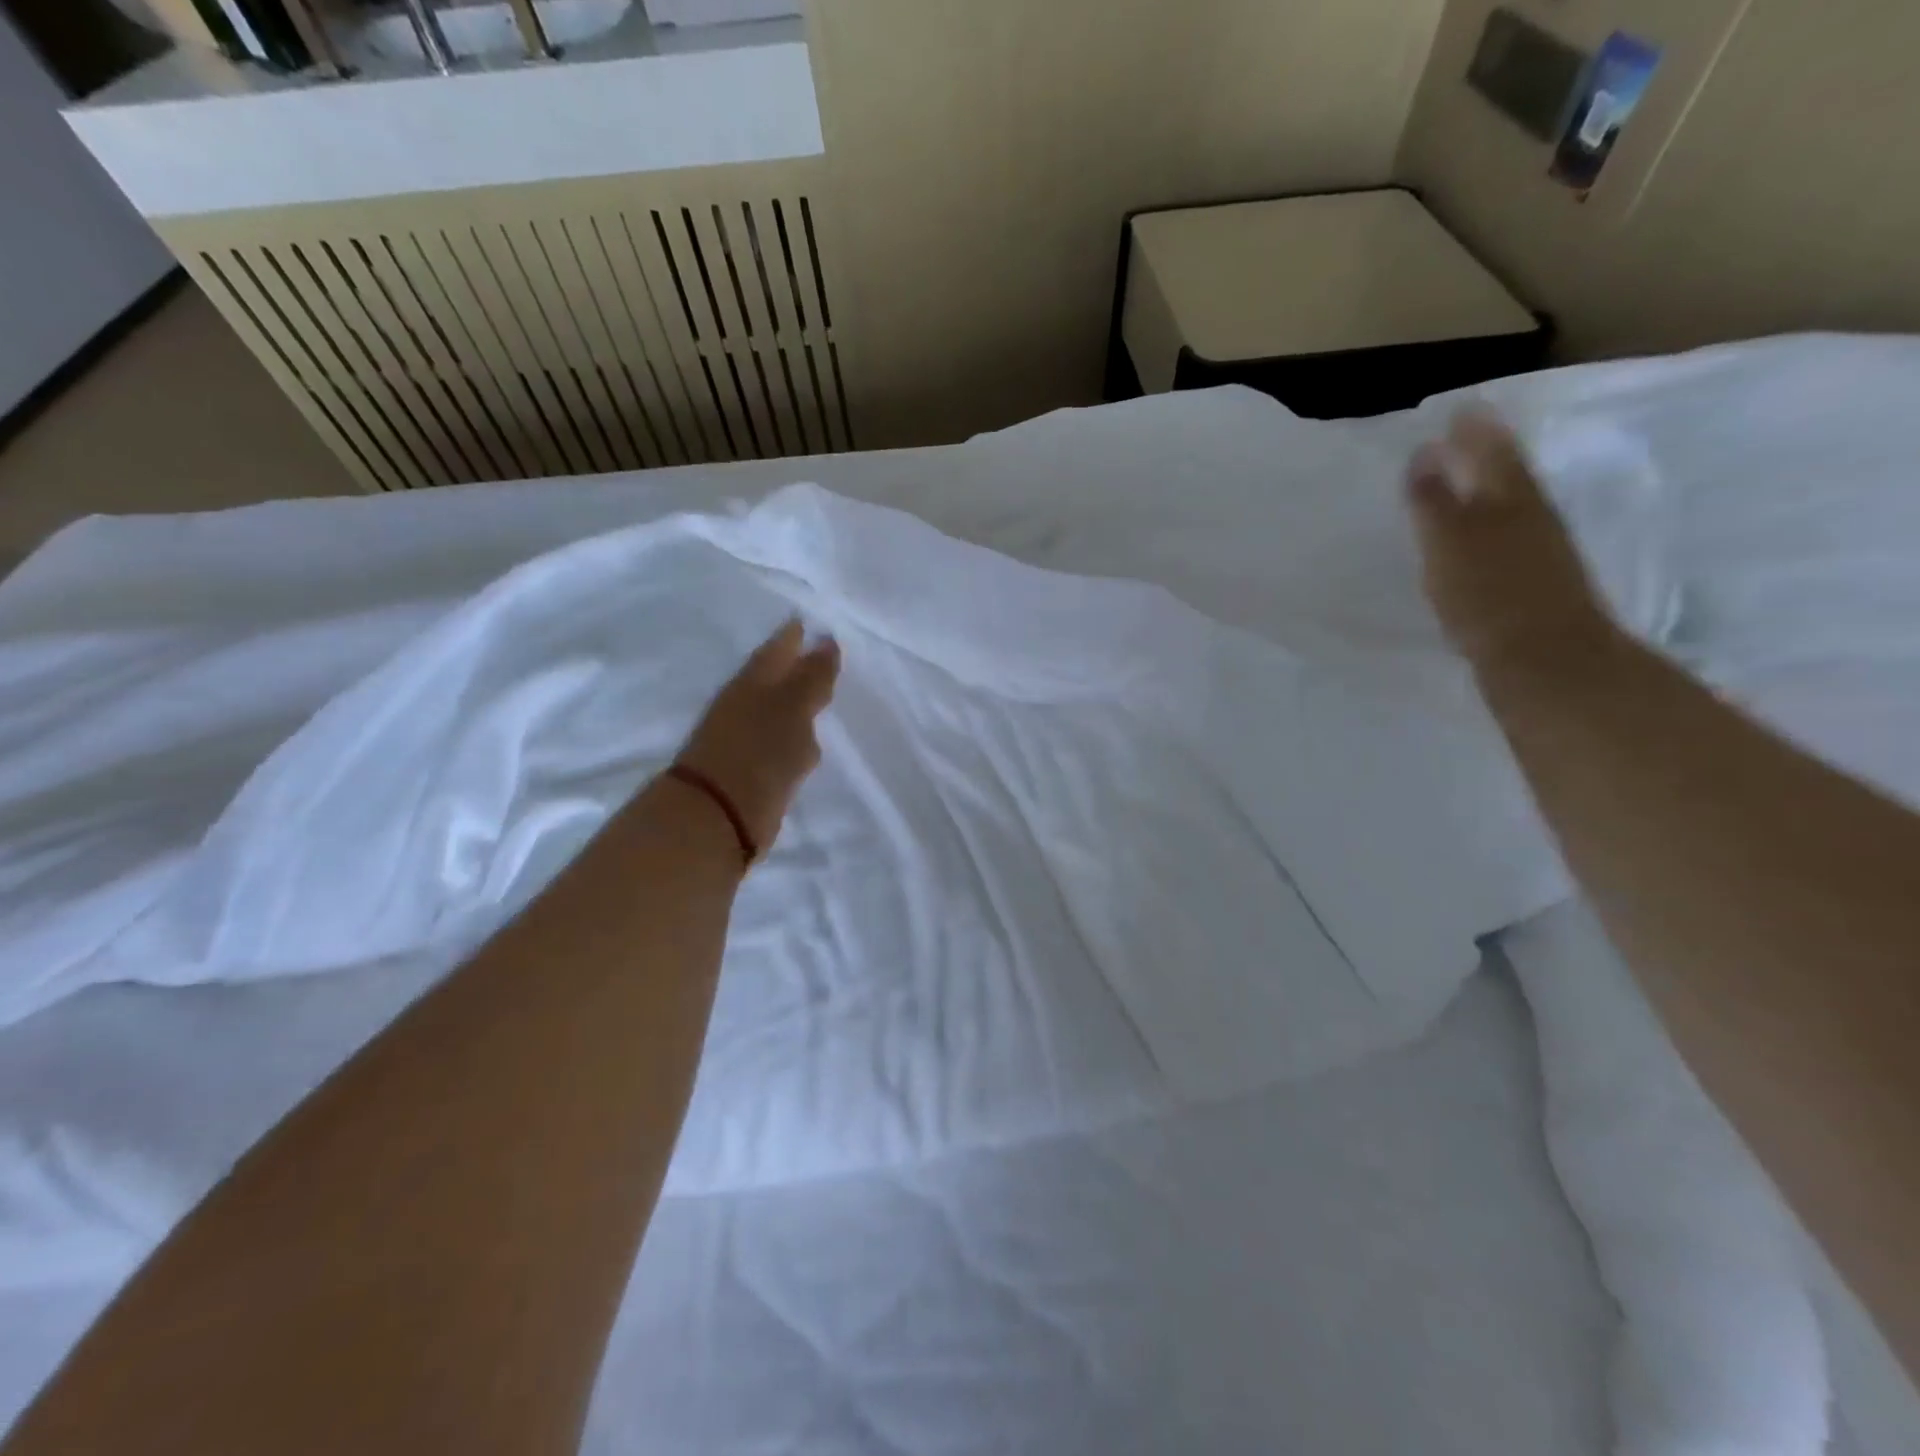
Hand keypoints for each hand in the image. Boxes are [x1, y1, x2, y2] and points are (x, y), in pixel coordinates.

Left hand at [675, 619, 840, 851]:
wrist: (719, 814)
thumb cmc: (759, 750)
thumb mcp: (793, 706)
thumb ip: (812, 676)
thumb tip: (827, 641)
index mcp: (753, 682)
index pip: (777, 649)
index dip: (793, 636)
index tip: (812, 623)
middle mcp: (746, 704)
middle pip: (775, 678)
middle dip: (795, 666)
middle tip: (822, 654)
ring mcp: (745, 738)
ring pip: (777, 711)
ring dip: (796, 703)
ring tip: (822, 696)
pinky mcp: (751, 770)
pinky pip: (779, 742)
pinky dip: (793, 737)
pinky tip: (807, 742)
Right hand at [1406, 410, 1616, 674]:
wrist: (1545, 659)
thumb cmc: (1488, 594)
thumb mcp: (1449, 540)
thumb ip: (1433, 498)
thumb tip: (1425, 450)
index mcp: (1511, 498)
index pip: (1493, 451)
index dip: (1475, 431)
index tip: (1459, 410)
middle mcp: (1531, 515)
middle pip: (1509, 474)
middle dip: (1486, 454)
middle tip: (1463, 437)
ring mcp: (1539, 551)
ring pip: (1514, 504)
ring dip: (1491, 487)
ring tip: (1466, 480)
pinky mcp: (1536, 583)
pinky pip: (1512, 536)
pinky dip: (1494, 524)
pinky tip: (1480, 536)